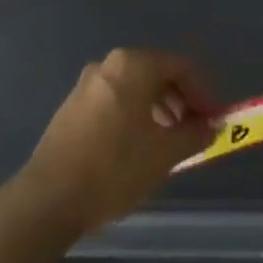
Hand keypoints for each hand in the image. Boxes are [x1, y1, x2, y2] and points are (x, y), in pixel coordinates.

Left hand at [10, 48, 213, 238]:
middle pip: (157, 73)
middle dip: (180, 101)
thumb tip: (211, 126)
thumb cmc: (114, 168)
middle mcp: (108, 65)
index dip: (203, 94)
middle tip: (193, 132)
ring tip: (169, 143)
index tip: (213, 122)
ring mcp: (86, 84)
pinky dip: (135, 115)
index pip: (181, 68)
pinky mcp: (72, 105)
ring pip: (135, 88)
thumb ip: (194, 134)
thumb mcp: (165, 154)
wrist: (49, 198)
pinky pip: (115, 100)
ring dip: (158, 109)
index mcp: (133, 65)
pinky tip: (139, 146)